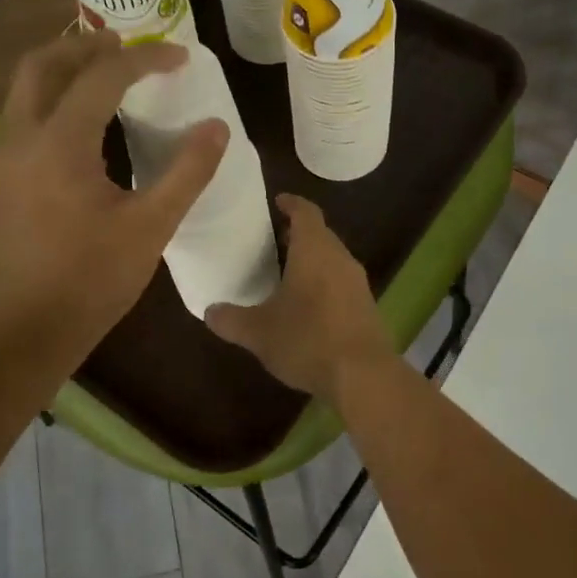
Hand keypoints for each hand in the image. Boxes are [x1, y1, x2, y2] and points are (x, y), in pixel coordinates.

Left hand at [0, 31, 227, 358]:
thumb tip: (217, 129)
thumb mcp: (150, 228)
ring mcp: (1, 162)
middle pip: (42, 64)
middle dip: (85, 46)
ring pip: (24, 91)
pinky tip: (79, 131)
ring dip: (62, 71)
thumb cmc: (88, 282)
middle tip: (126, 45)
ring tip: (103, 77)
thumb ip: (187, 173)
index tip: (179, 57)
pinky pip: (21, 120)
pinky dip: (50, 103)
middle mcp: (20, 139)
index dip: (145, 59)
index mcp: (60, 143)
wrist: (18, 334)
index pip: (103, 76)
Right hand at [205, 195, 396, 399]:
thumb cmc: (307, 340)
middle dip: (298, 234)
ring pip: (332, 259)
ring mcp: (358, 283)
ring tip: (286, 273)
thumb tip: (210, 311)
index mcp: (314, 250)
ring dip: (311, 260)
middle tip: (273, 240)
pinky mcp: (366, 307)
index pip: (306, 212)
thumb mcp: (258, 332)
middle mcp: (340, 258)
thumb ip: (231, 319)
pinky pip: (341, 283)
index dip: (291, 203)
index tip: (277, 201)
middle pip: (321, 234)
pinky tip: (307, 306)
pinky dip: (323, 284)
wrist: (363, 376)